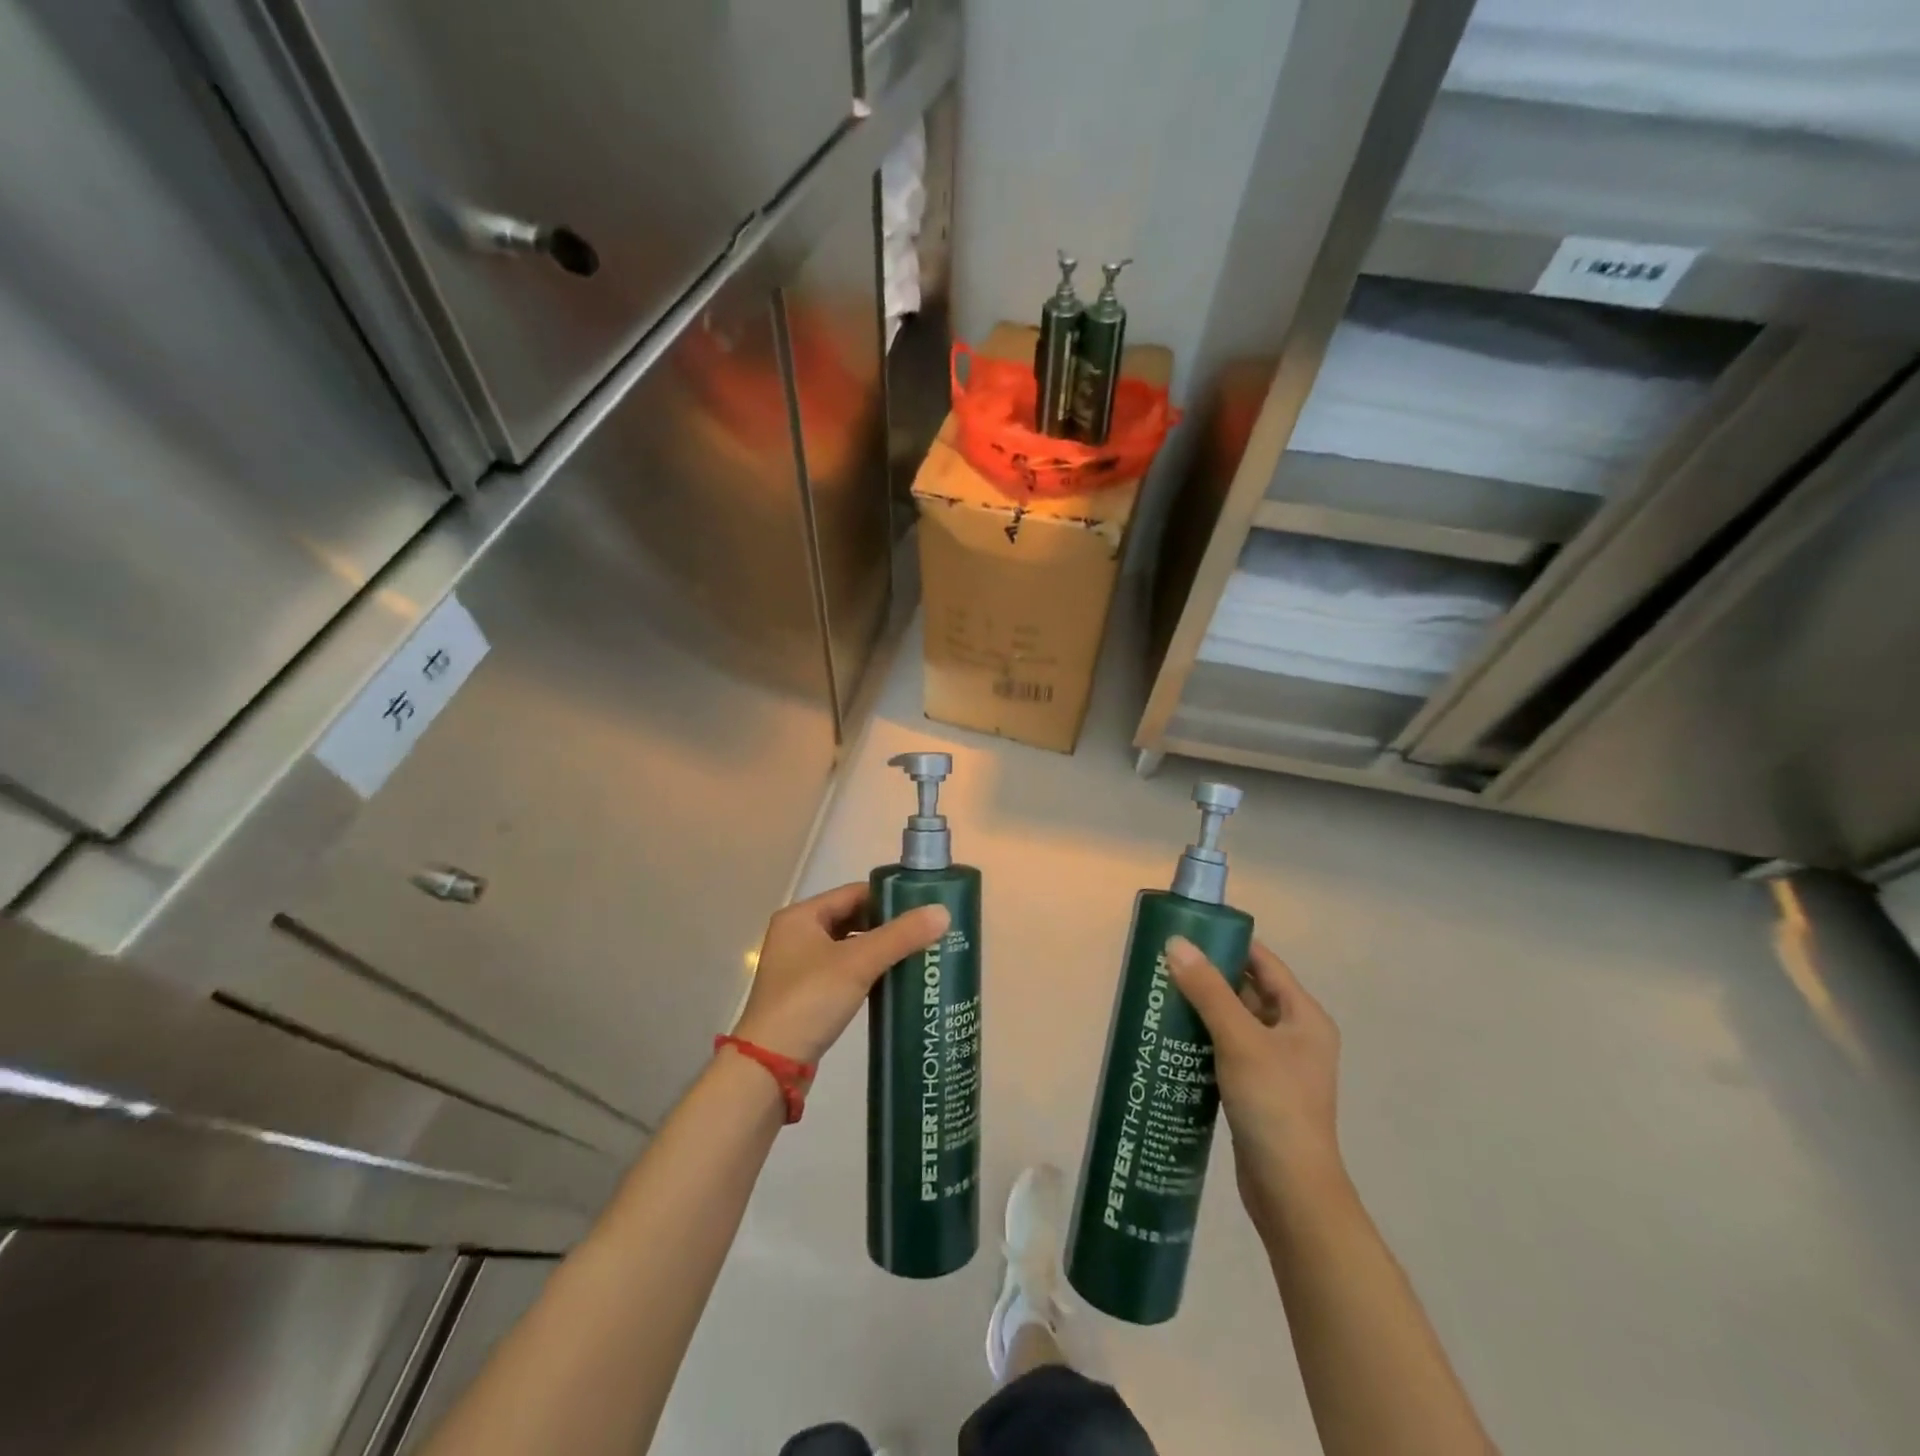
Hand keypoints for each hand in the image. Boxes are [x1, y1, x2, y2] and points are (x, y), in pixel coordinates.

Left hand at [730, 882, 949, 1065]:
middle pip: (852, 918)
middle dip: (888, 925)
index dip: (889, 898)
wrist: (771, 1067)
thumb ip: (901, 936)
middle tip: (926, 931)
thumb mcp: (858, 963)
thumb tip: (944, 912)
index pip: (854, 892)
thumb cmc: (810, 1000)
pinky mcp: (807, 995)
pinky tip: (894, 980)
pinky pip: (845, 971)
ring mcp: (800, 966)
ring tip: (918, 953)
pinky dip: (868, 971)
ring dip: (880, 950)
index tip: (924, 907)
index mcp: (801, 916)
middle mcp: (797, 934)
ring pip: (849, 946)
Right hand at [1166, 936, 1344, 1238]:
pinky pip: (1227, 1050)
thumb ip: (1207, 990)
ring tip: (1160, 996)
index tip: (1188, 932)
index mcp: (1303, 1016)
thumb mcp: (1239, 1039)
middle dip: (1208, 976)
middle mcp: (1294, 1035)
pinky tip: (1172, 1038)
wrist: (1291, 1191)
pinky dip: (1203, 1039)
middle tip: (1164, 964)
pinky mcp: (1257, 1090)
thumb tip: (1175, 943)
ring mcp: (1277, 1065)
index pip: (1264, 963)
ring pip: (1234, 1022)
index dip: (1228, 944)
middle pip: (1247, 991)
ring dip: (1202, 1009)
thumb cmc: (1274, 1105)